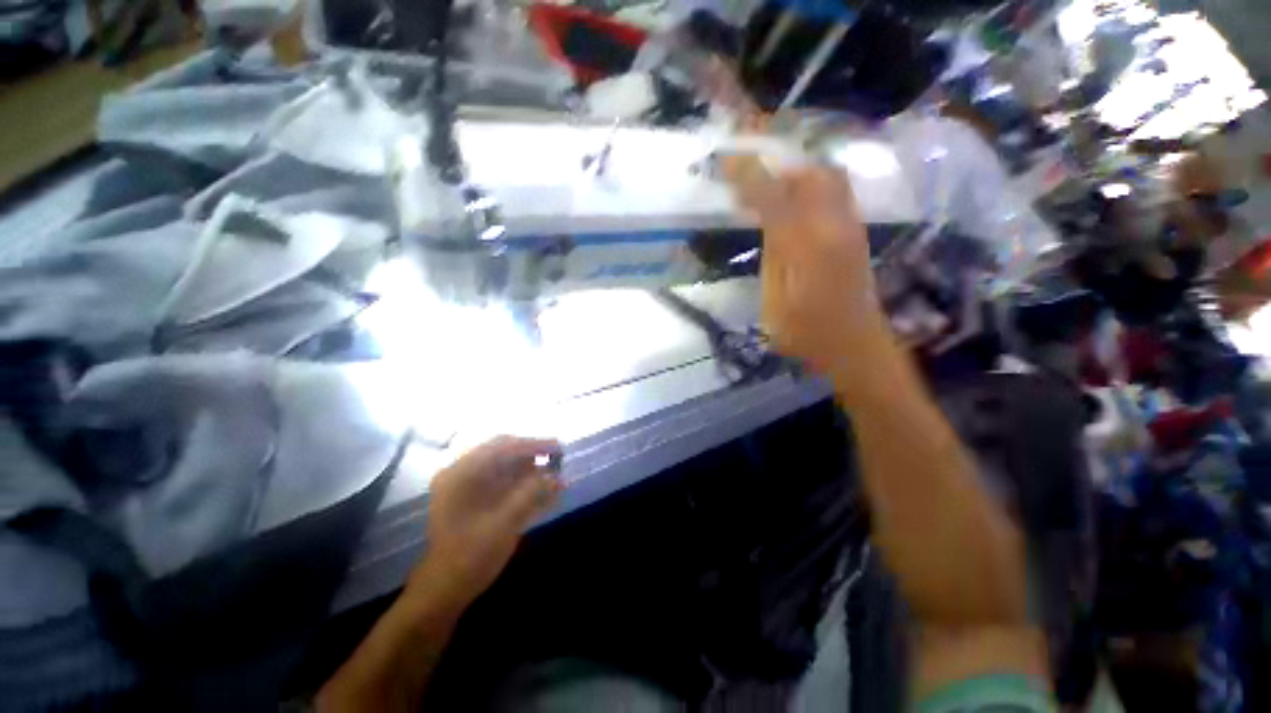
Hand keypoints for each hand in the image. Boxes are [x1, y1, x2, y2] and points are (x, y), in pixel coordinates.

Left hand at [416, 437, 563, 604]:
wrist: (446, 591)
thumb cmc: (470, 556)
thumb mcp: (504, 523)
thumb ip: (531, 494)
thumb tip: (556, 475)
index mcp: (461, 474)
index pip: (502, 447)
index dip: (533, 445)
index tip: (558, 447)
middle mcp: (463, 474)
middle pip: (504, 454)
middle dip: (534, 456)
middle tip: (559, 459)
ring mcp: (469, 488)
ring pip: (507, 469)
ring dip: (532, 471)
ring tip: (557, 475)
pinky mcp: (477, 501)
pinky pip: (505, 485)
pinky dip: (525, 485)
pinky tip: (547, 491)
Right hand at [721, 135, 888, 375]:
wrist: (854, 346)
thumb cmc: (805, 334)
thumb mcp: (774, 300)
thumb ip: (771, 253)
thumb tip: (764, 217)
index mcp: (805, 247)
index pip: (773, 196)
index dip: (747, 174)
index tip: (725, 160)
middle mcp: (833, 225)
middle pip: (808, 172)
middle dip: (777, 161)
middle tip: (748, 165)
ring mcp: (850, 226)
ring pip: (826, 176)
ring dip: (794, 169)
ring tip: (768, 178)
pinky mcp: (856, 232)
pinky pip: (835, 191)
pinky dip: (809, 183)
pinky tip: (792, 197)